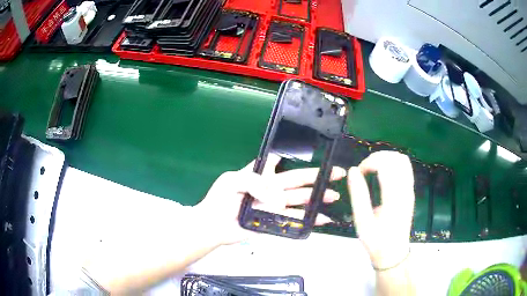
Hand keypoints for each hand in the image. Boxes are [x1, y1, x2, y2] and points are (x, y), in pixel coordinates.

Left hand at [194, 154, 346, 244]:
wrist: (214, 225)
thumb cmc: (220, 200)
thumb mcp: (232, 181)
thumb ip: (254, 180)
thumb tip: (276, 191)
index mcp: (261, 176)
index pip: (282, 165)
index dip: (297, 159)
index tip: (316, 156)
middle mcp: (271, 190)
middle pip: (298, 182)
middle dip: (317, 178)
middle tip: (336, 175)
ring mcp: (274, 206)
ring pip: (300, 201)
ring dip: (317, 198)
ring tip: (333, 196)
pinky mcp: (275, 221)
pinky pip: (294, 219)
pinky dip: (309, 219)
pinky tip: (321, 218)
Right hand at [347, 151, 414, 268]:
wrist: (393, 252)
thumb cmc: (376, 241)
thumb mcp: (362, 222)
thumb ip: (358, 195)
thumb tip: (353, 171)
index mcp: (394, 199)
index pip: (386, 166)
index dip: (369, 162)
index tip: (358, 172)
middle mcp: (405, 191)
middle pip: (396, 158)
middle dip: (377, 157)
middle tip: (364, 169)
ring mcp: (410, 190)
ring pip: (403, 160)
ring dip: (386, 158)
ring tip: (373, 168)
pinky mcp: (411, 191)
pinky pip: (405, 167)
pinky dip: (393, 163)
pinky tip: (384, 173)